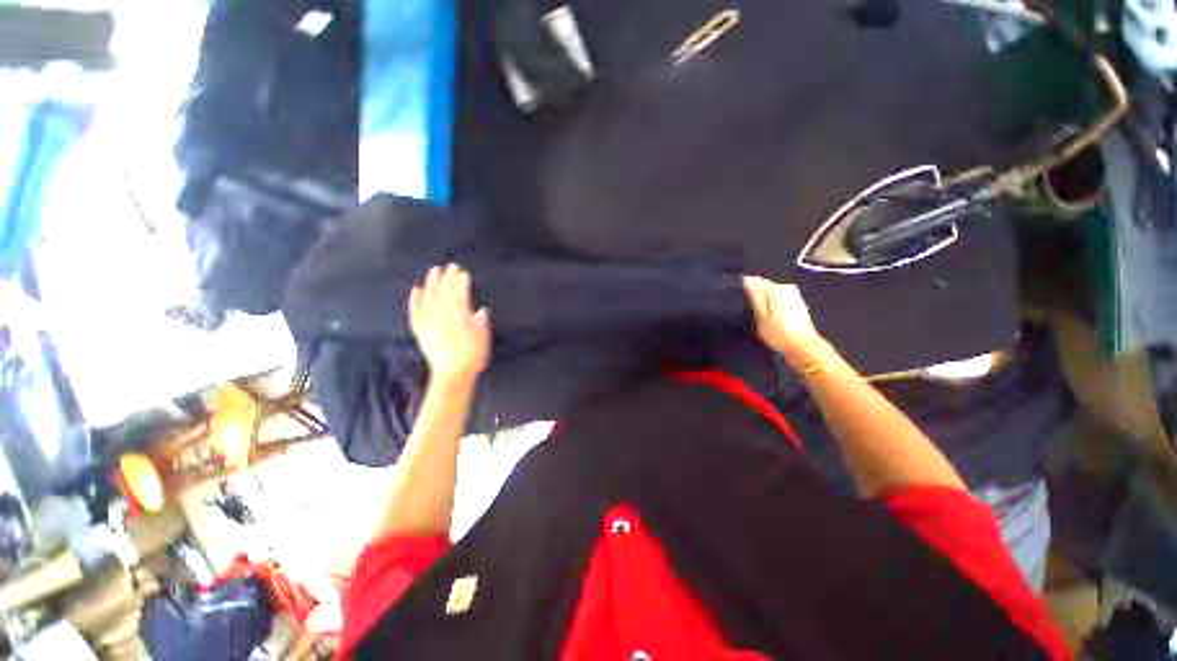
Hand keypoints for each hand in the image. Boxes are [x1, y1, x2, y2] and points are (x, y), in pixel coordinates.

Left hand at [409, 264, 490, 382]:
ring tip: (434, 271)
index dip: (461, 282)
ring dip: (431, 283)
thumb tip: (480, 310)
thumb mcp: (482, 337)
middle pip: (443, 292)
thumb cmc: (472, 356)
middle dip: (447, 278)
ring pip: (428, 298)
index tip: (463, 272)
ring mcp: (428, 322)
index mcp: (458, 317)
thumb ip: (480, 322)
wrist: (452, 374)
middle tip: (451, 266)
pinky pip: (414, 312)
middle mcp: (441, 316)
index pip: (459, 294)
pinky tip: (416, 290)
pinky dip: (414, 300)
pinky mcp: (420, 330)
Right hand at [743, 276, 828, 370]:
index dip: (744, 288)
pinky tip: (769, 316)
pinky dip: (772, 304)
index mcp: (776, 288)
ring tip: (756, 313)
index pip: (755, 280)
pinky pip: (778, 298)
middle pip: (764, 285)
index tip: (737, 300)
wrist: (804, 348)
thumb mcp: (760, 315)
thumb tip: (746, 279)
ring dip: (763, 300)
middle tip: (745, 309)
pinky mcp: (798, 303)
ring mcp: (794, 295)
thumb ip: (754, 296)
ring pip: (771, 293)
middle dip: (754, 294)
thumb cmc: (778, 333)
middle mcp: (787, 287)